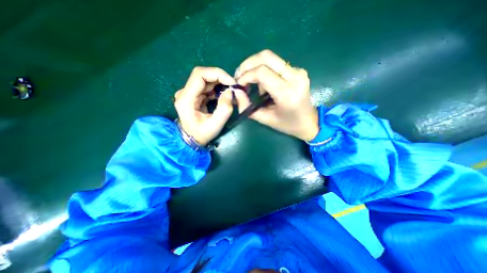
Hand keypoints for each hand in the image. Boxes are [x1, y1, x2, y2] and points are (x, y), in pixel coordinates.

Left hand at [174, 67, 237, 145]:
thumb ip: (224, 109)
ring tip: (230, 91)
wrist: (192, 139)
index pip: (199, 75)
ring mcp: (189, 93)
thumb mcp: (215, 125)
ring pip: (206, 80)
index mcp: (186, 98)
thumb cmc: (202, 134)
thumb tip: (230, 92)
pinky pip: (207, 86)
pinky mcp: (194, 95)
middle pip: (203, 75)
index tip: (231, 82)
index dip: (217, 74)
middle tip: (233, 86)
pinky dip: (217, 88)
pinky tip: (224, 95)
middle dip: (220, 78)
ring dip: (220, 83)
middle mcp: (185, 92)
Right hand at [233, 49, 319, 140]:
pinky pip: (276, 64)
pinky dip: (264, 70)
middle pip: (266, 57)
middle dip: (248, 64)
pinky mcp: (298, 70)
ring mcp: (298, 71)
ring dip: (255, 68)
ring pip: (270, 58)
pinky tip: (263, 84)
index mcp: (287, 93)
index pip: (262, 73)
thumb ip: (248, 106)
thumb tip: (236, 92)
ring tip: (251, 84)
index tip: (238, 84)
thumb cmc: (287, 124)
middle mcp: (295, 77)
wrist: (309, 122)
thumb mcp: (265, 119)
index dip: (246, 75)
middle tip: (239, 76)